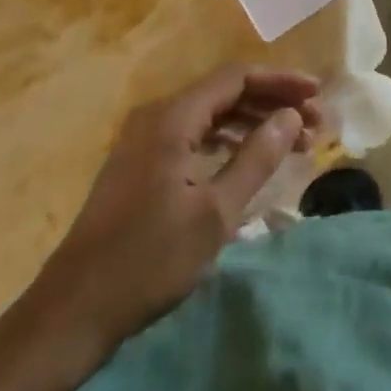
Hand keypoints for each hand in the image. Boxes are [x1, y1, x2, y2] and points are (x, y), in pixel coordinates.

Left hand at [39, 65, 322, 344]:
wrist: (72, 312)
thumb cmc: (148, 261)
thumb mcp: (215, 213)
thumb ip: (256, 158)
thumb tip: (291, 116)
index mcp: (173, 118)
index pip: (237, 78)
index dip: (281, 82)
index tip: (318, 96)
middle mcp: (157, 116)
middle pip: (225, 92)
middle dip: (272, 103)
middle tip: (314, 124)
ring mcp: (145, 140)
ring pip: (211, 114)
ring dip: (253, 123)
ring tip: (293, 142)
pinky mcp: (140, 164)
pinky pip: (194, 135)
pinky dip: (227, 141)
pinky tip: (248, 158)